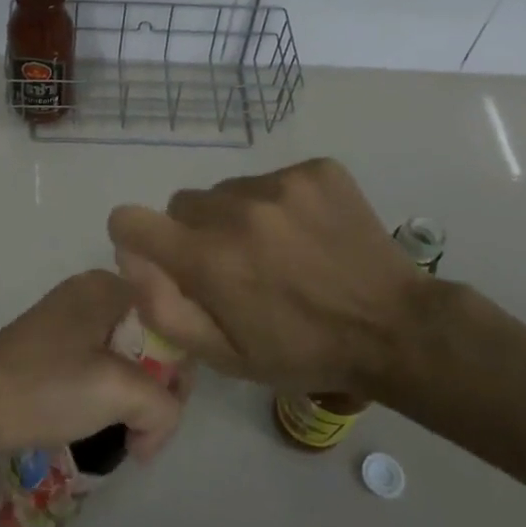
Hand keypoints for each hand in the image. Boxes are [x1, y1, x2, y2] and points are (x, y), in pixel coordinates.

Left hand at [0, 271, 186, 461]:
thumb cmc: (45, 389)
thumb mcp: (119, 393)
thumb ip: (164, 406)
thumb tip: (155, 429)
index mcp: (106, 286)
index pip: (171, 318)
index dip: (180, 367)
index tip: (169, 408)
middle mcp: (88, 294)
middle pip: (149, 339)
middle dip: (157, 387)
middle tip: (146, 430)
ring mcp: (65, 322)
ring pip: (124, 358)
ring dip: (132, 398)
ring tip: (126, 434)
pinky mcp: (49, 351)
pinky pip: (97, 368)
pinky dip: (106, 397)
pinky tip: (99, 425)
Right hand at [108, 158, 432, 395]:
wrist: (394, 327)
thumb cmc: (302, 351)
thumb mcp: (225, 356)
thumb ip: (164, 308)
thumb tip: (131, 257)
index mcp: (209, 259)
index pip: (132, 219)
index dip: (136, 237)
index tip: (159, 254)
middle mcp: (237, 209)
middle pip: (184, 204)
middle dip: (196, 233)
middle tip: (234, 266)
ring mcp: (281, 183)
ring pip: (228, 189)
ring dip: (237, 216)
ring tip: (278, 250)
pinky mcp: (316, 170)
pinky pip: (272, 178)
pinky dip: (279, 203)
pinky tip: (308, 233)